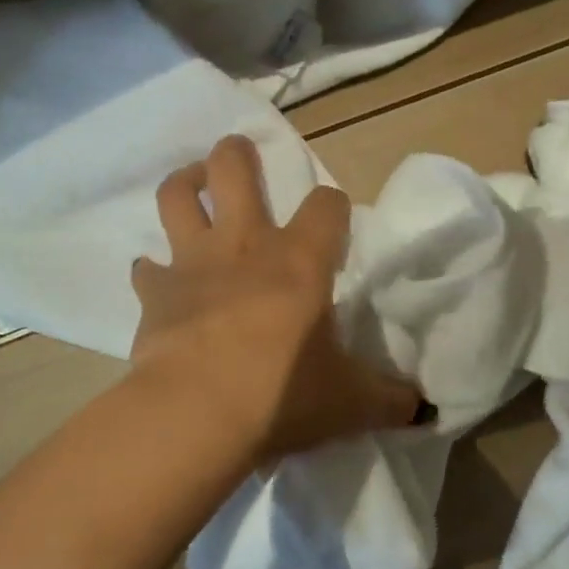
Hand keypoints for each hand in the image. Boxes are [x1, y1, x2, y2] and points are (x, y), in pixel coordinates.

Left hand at [131, 135, 419, 459]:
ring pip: (177, 196)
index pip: (326, 205)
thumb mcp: (350, 401)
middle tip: (242, 158)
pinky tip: (158, 279)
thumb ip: (389, 399)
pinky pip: (146, 268)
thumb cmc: (282, 395)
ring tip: (194, 186)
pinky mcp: (154, 293)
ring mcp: (193, 263)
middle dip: (237, 154)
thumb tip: (422, 409)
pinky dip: (152, 270)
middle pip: (233, 168)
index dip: (333, 206)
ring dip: (185, 183)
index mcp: (300, 260)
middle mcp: (244, 245)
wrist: (196, 414)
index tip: (334, 222)